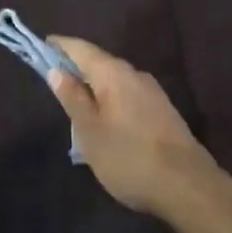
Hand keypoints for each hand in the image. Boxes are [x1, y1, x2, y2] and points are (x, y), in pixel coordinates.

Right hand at [46, 37, 220, 217]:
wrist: (188, 186)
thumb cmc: (129, 157)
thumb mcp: (90, 132)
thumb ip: (73, 98)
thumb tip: (56, 70)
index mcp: (112, 73)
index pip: (80, 48)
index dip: (60, 46)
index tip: (43, 46)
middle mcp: (134, 73)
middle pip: (99, 62)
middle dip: (77, 67)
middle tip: (56, 79)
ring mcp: (152, 91)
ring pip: (115, 80)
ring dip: (96, 85)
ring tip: (79, 103)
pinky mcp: (163, 110)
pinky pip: (129, 94)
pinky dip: (112, 98)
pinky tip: (108, 119)